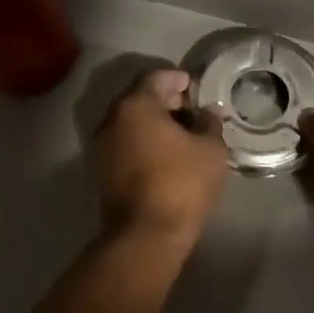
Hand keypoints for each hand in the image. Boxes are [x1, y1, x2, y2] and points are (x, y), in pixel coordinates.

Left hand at [93, 68, 228, 242]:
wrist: (145, 236)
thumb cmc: (181, 183)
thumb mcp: (210, 149)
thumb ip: (210, 122)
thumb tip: (208, 112)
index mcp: (136, 104)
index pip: (157, 76)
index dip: (179, 78)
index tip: (198, 89)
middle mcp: (112, 118)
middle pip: (141, 97)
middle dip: (168, 100)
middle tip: (195, 111)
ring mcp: (103, 145)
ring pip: (132, 121)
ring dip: (156, 122)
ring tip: (185, 135)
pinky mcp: (102, 169)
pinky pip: (127, 142)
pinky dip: (145, 140)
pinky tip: (169, 154)